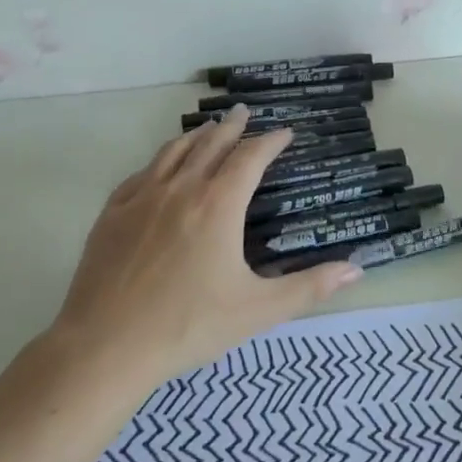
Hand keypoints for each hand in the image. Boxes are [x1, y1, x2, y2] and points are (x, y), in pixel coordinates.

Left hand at [47, 106, 363, 396]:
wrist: (105, 347)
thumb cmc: (188, 326)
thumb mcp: (258, 310)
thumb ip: (309, 287)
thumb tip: (356, 269)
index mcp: (219, 205)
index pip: (250, 158)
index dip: (270, 141)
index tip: (285, 132)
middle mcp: (181, 189)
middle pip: (211, 144)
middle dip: (233, 127)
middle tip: (245, 113)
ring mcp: (141, 198)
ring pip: (173, 152)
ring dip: (195, 136)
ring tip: (208, 128)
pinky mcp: (112, 214)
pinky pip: (141, 174)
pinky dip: (159, 161)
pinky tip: (160, 167)